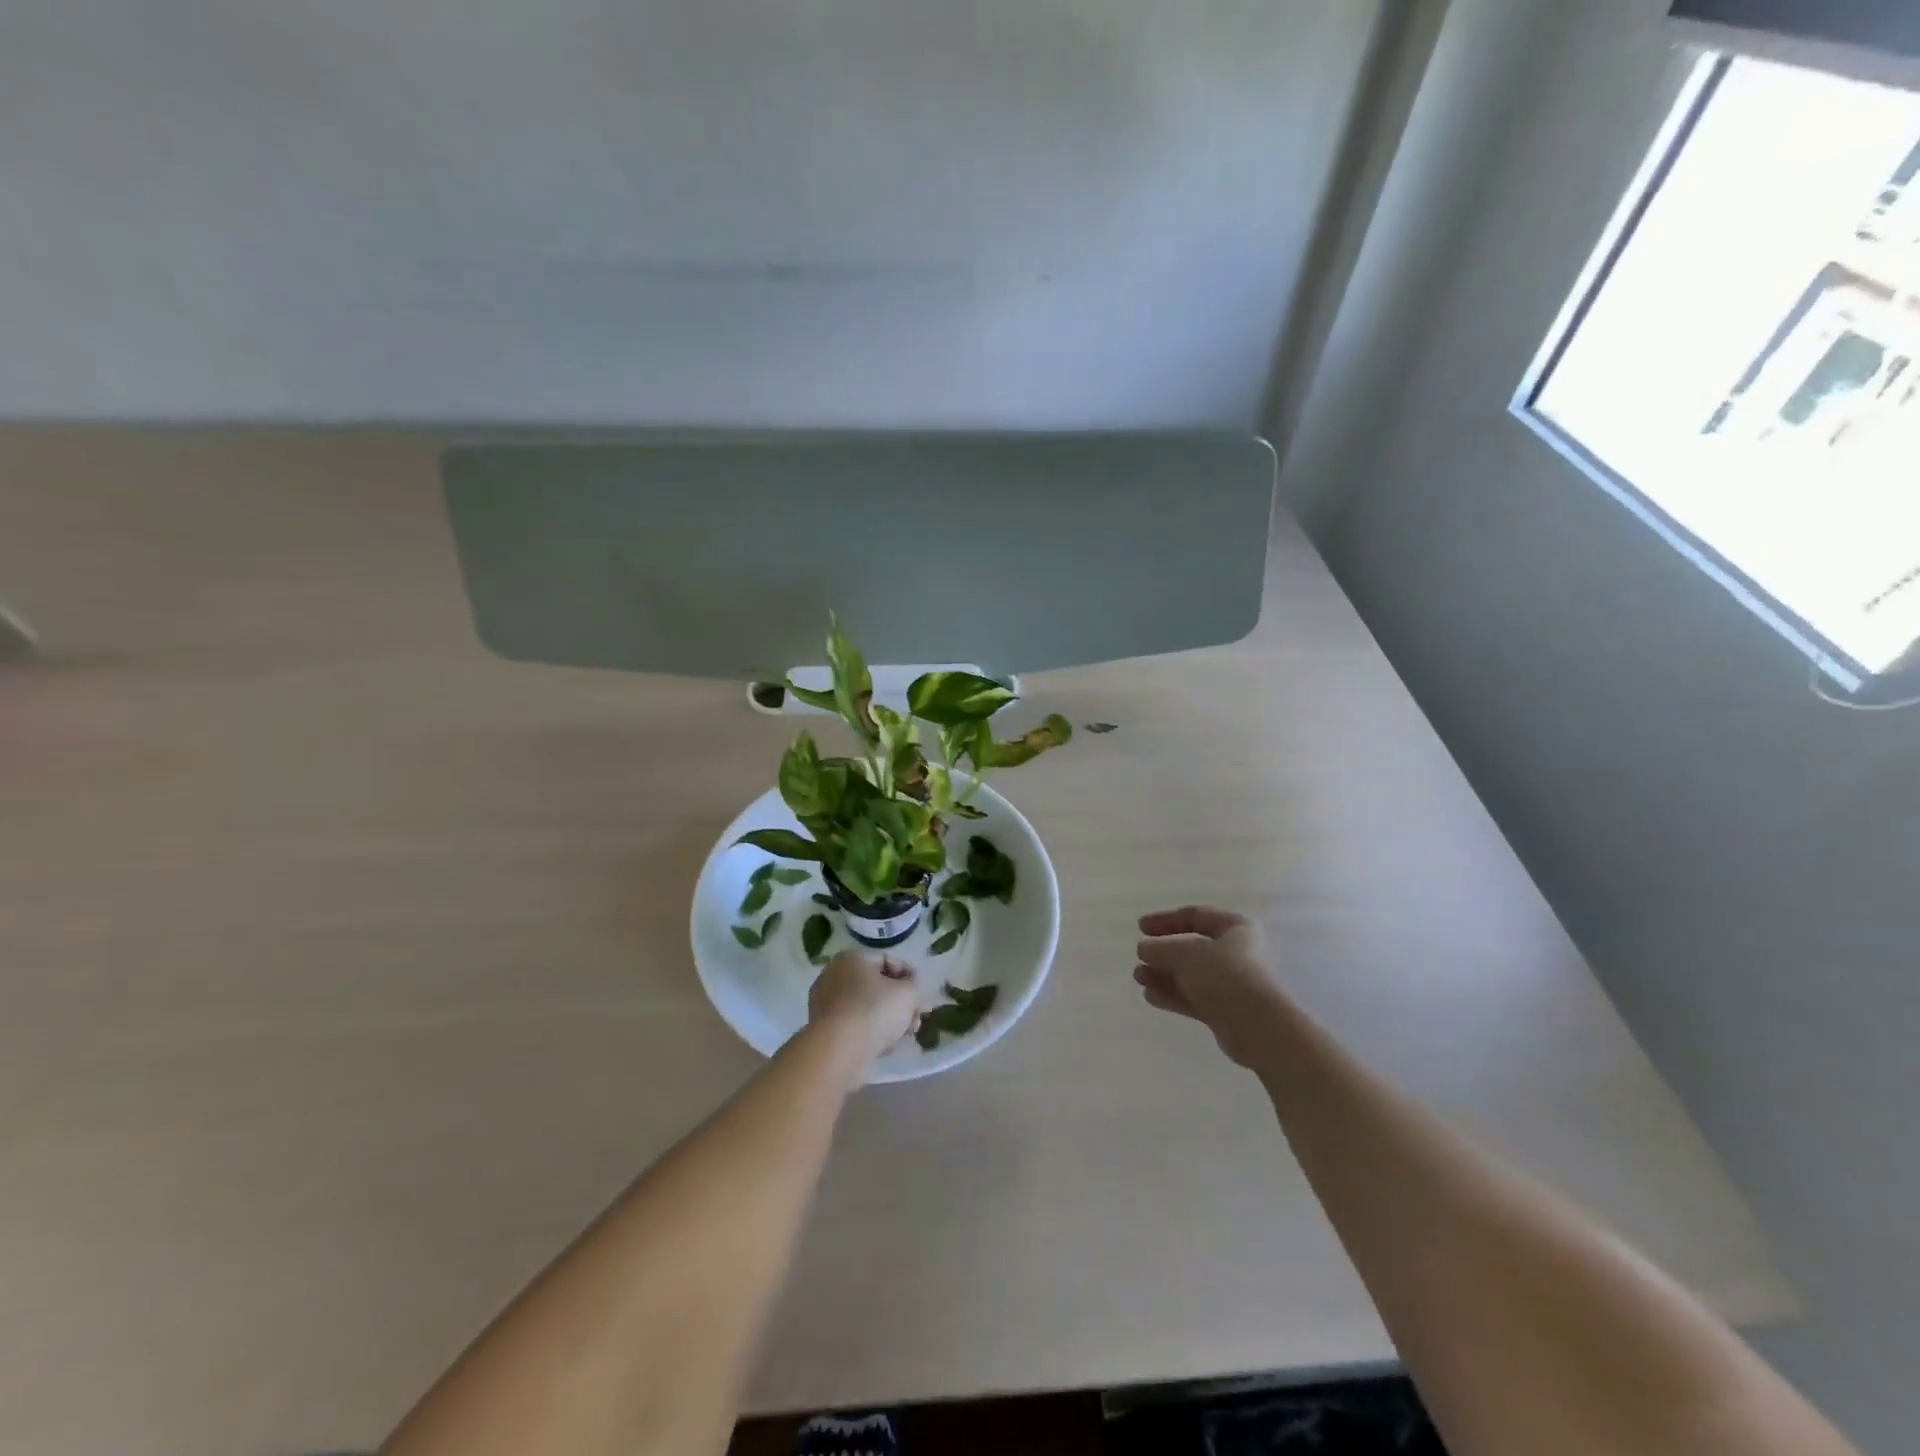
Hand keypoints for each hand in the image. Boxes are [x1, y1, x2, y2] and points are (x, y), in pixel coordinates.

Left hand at [808, 949, 919, 1080]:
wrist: (838, 1051)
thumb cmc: (874, 1011)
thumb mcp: (907, 993)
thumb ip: (914, 986)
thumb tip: (911, 987)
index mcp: (852, 959)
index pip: (888, 961)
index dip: (909, 978)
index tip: (922, 996)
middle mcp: (835, 976)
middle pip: (877, 987)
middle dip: (901, 1004)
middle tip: (917, 1019)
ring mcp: (827, 1004)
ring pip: (868, 1008)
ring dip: (890, 1021)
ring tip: (907, 1036)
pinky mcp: (825, 1030)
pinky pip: (855, 1026)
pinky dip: (872, 1033)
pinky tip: (888, 1047)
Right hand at [1134, 906, 1285, 1067]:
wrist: (1258, 1027)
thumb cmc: (1223, 975)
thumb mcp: (1183, 952)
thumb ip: (1159, 947)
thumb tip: (1144, 949)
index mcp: (1235, 927)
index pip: (1194, 916)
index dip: (1164, 920)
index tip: (1139, 928)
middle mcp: (1237, 952)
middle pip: (1192, 947)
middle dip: (1162, 953)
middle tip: (1139, 958)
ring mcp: (1232, 983)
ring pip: (1191, 974)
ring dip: (1163, 975)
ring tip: (1139, 978)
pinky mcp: (1227, 1010)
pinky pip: (1195, 996)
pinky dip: (1173, 994)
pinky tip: (1150, 996)